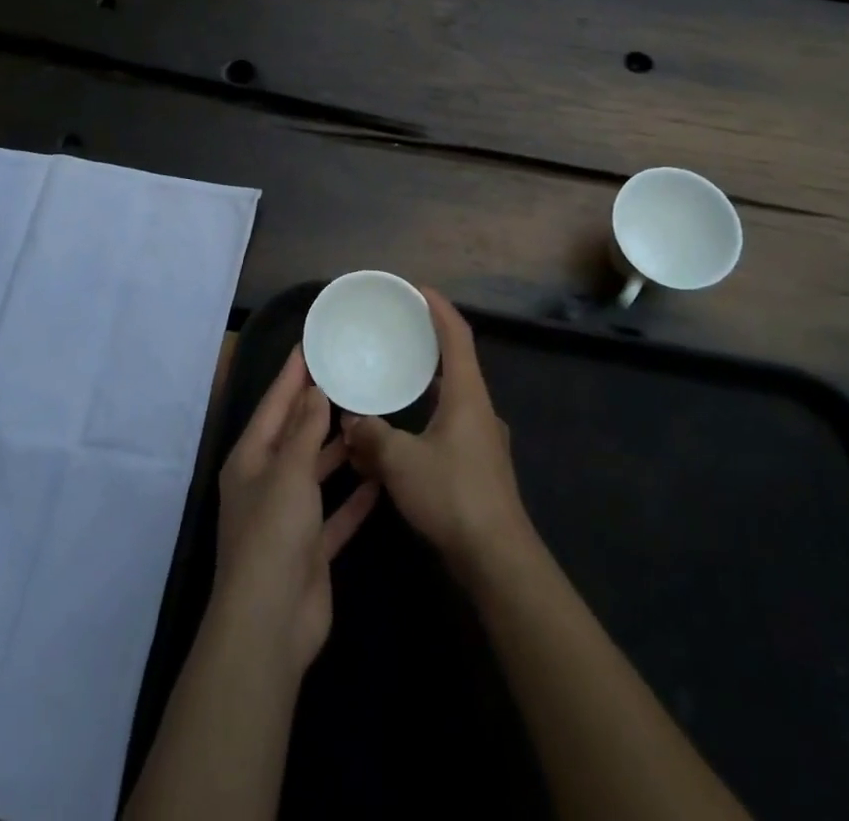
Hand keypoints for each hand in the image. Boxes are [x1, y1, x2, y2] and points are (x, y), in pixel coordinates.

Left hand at [211, 347, 379, 673]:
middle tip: (348, 376)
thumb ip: (304, 431)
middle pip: (295, 435)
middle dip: (317, 408)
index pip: (274, 405)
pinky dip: (355, 498)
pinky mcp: (311, 548)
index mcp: (251, 459)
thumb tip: (313, 389)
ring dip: (339, 451)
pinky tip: (381, 479)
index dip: (291, 375)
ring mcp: (289, 518)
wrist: (270, 625)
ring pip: (317, 472)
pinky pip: (336, 513)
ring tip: (368, 419)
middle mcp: (267, 482)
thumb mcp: (289, 472)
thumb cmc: (273, 534)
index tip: (310, 344)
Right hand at [342, 288, 534, 582]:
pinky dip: (426, 421)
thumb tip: (350, 422)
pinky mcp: (481, 467)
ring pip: (452, 400)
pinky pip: (450, 428)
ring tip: (394, 383)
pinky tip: (402, 439)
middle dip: (429, 347)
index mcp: (467, 396)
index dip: (440, 309)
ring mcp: (485, 440)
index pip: (457, 337)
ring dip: (425, 389)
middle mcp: (480, 410)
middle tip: (399, 335)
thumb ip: (372, 436)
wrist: (498, 558)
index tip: (419, 290)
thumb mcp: (401, 462)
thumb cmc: (453, 495)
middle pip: (457, 365)